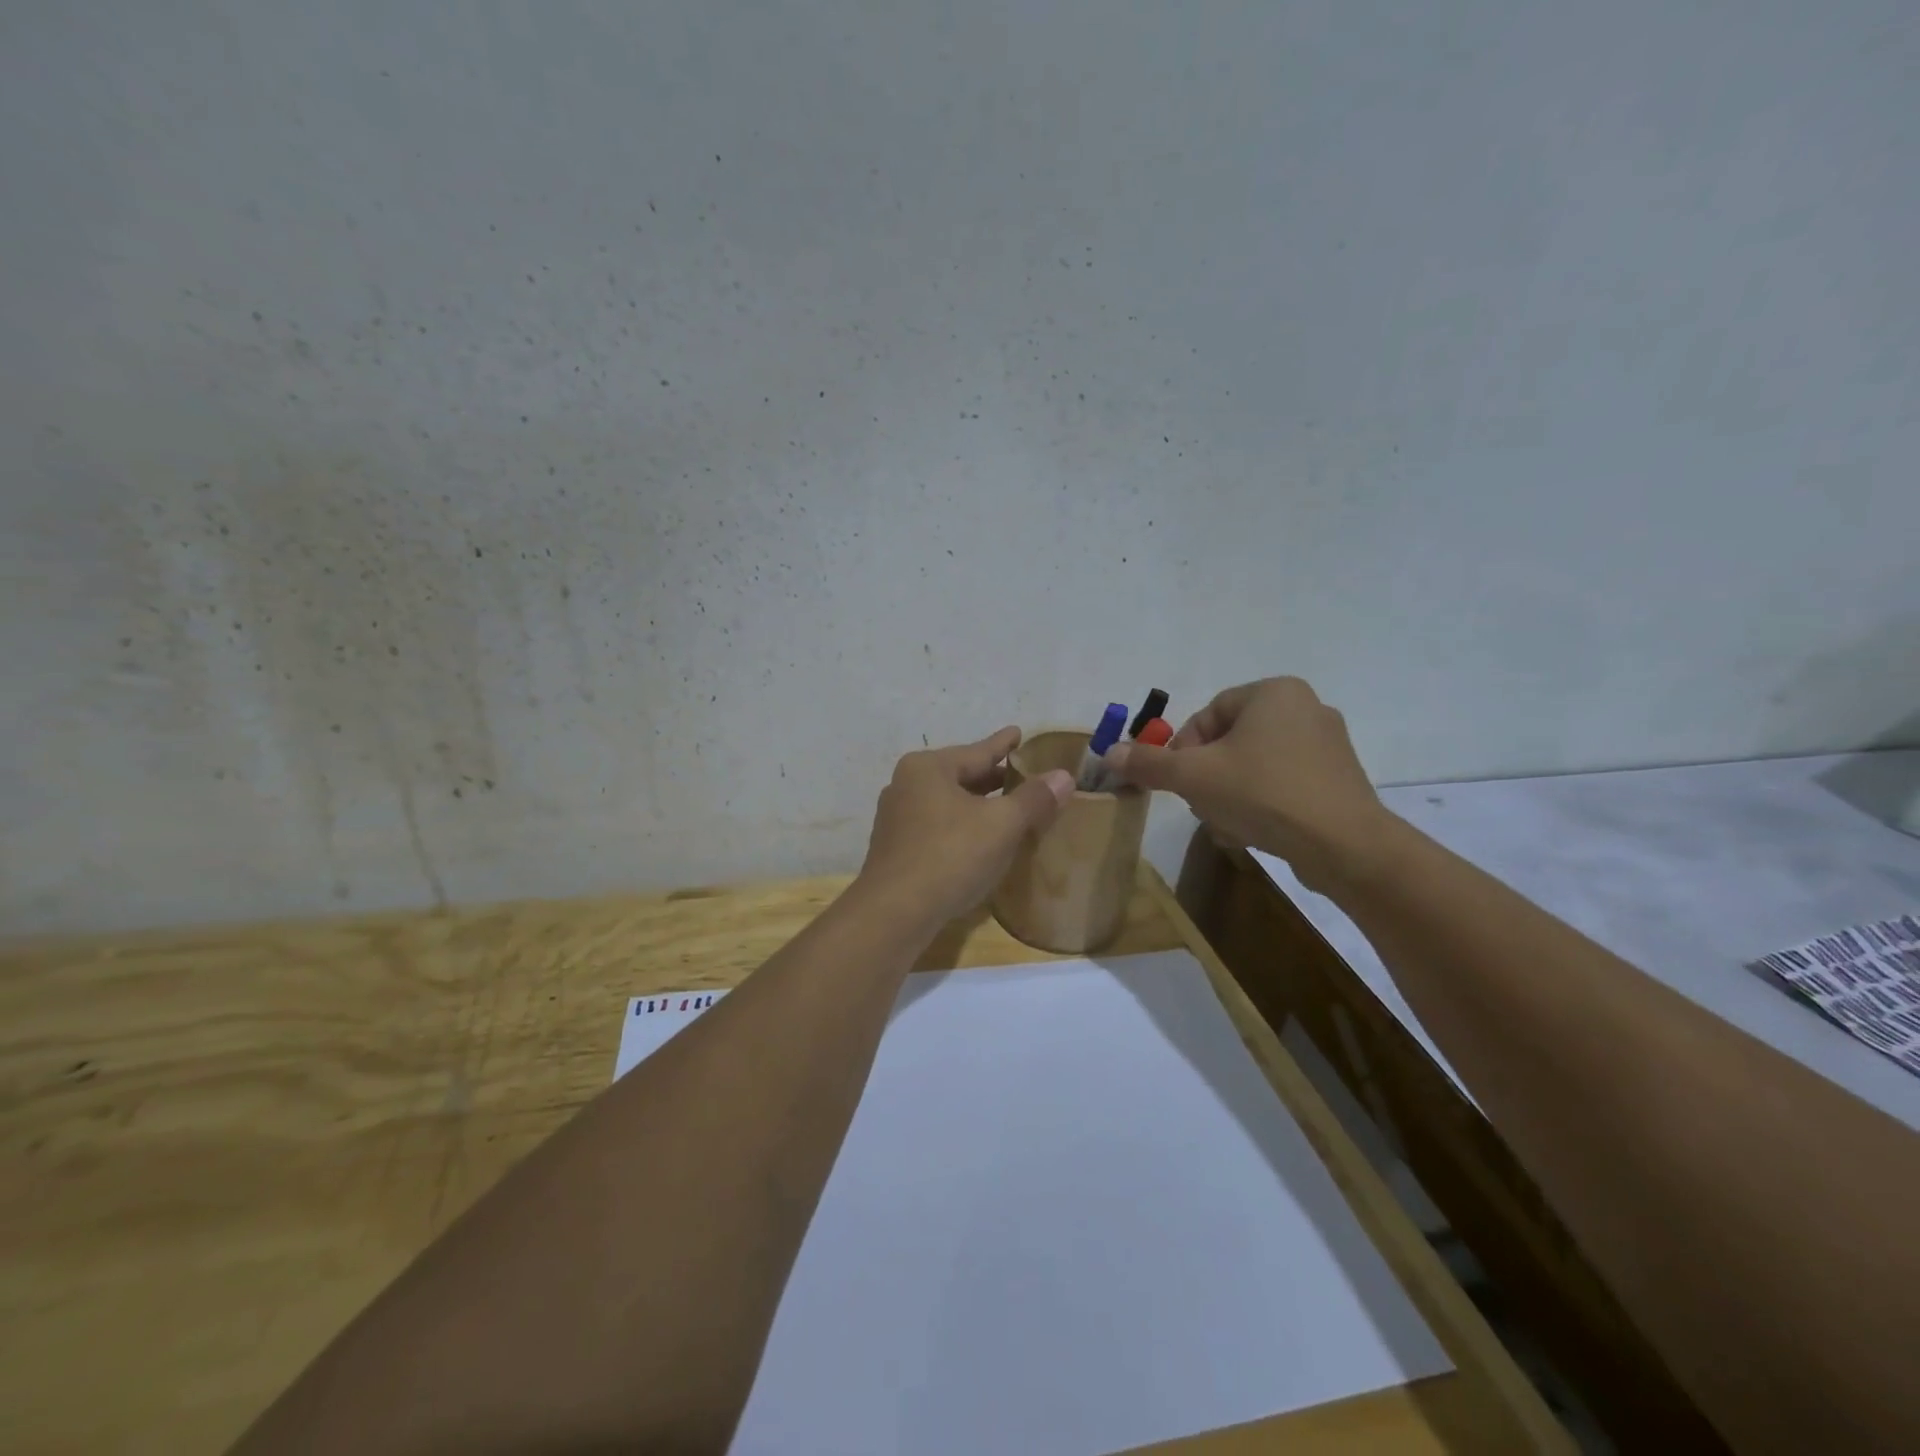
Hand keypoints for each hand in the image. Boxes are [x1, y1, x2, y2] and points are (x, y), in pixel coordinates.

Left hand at [857, 727, 1074, 927]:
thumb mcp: (1002, 825)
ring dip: (977, 805)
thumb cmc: (950, 856)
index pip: (978, 751)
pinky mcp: (896, 849)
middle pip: (961, 775)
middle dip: (992, 778)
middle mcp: (907, 785)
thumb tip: (1064, 776)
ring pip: (949, 803)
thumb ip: (1034, 799)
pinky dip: (962, 827)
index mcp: (928, 768)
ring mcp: (897, 818)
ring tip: (1006, 806)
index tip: (1018, 732)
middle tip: (1023, 775)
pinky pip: (938, 827)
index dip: (1004, 744)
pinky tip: (980, 840)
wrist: (894, 913)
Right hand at [1104, 677, 1393, 889]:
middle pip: (1230, 741)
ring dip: (1230, 793)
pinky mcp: (1339, 780)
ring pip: (1254, 766)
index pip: (1208, 714)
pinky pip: (1283, 784)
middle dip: (1207, 775)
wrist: (1344, 846)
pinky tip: (1253, 832)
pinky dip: (1262, 804)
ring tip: (1227, 824)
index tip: (1179, 781)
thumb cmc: (1263, 793)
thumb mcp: (1194, 777)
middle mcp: (1306, 708)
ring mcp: (1328, 746)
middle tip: (1201, 804)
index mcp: (1274, 692)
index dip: (1184, 749)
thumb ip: (1149, 763)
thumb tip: (1108, 752)